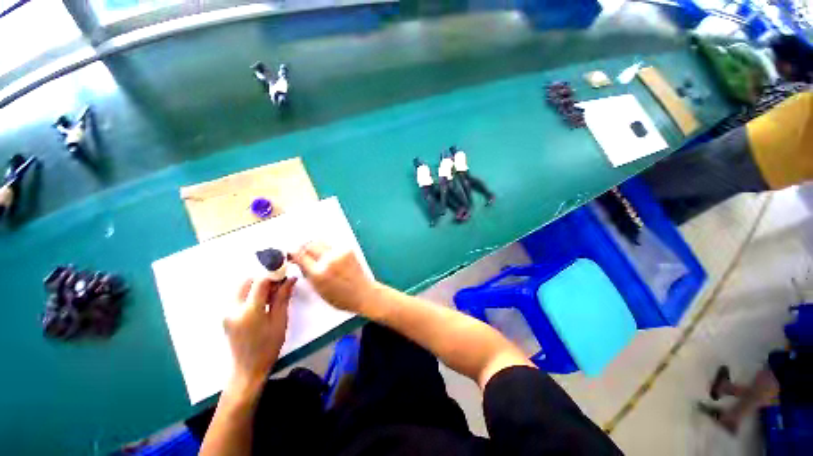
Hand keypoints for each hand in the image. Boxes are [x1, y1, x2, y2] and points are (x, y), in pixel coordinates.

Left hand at [224, 277, 296, 390]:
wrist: (248, 368)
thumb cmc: (268, 345)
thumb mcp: (280, 320)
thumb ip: (283, 297)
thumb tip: (291, 278)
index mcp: (248, 311)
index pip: (259, 282)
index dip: (273, 273)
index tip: (285, 271)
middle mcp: (232, 309)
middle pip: (246, 281)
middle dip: (263, 278)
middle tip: (279, 285)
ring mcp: (226, 312)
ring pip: (240, 287)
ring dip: (256, 285)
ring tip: (271, 294)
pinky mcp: (225, 315)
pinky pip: (238, 295)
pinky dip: (250, 292)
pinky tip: (262, 301)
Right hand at [290, 242, 375, 313]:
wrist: (363, 292)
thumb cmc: (340, 297)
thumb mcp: (318, 289)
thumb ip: (307, 273)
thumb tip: (298, 260)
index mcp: (319, 273)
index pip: (300, 255)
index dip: (292, 253)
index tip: (289, 254)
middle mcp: (329, 259)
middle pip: (309, 244)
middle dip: (302, 246)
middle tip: (300, 252)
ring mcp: (340, 252)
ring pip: (320, 242)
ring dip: (313, 245)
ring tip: (313, 253)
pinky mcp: (348, 249)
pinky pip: (331, 245)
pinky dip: (326, 248)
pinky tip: (326, 255)